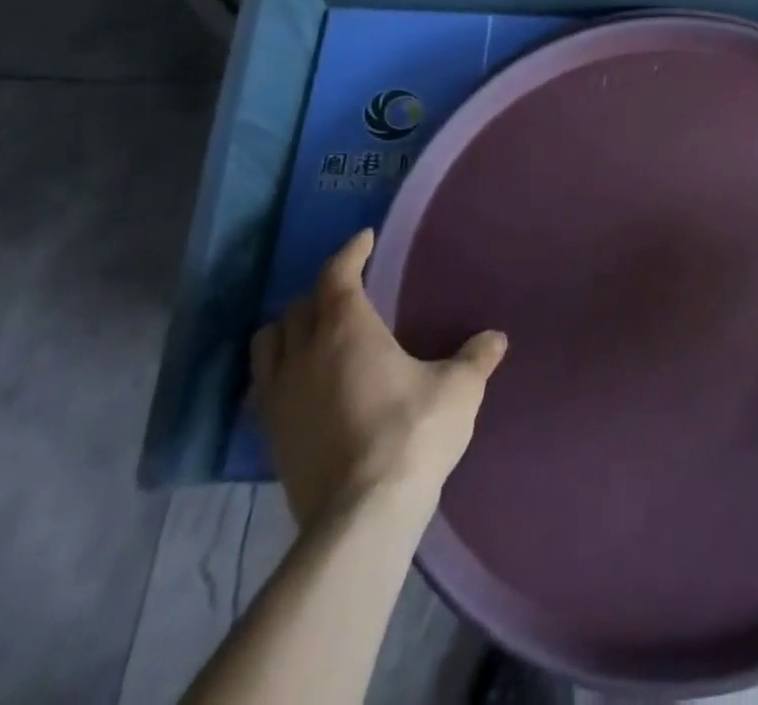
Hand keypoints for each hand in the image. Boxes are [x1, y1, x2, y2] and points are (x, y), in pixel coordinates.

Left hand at [250, 229, 506, 528]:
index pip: (337, 274)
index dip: (350, 252)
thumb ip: (476, 357)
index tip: (365, 240)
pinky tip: (301, 384)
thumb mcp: (459, 389)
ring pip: (267, 344)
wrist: (362, 516)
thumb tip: (496, 338)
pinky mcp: (269, 437)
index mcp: (347, 330)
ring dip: (288, 329)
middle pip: (298, 307)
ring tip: (313, 333)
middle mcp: (304, 354)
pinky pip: (261, 387)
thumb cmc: (413, 433)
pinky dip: (277, 372)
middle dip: (322, 291)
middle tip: (348, 291)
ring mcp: (279, 398)